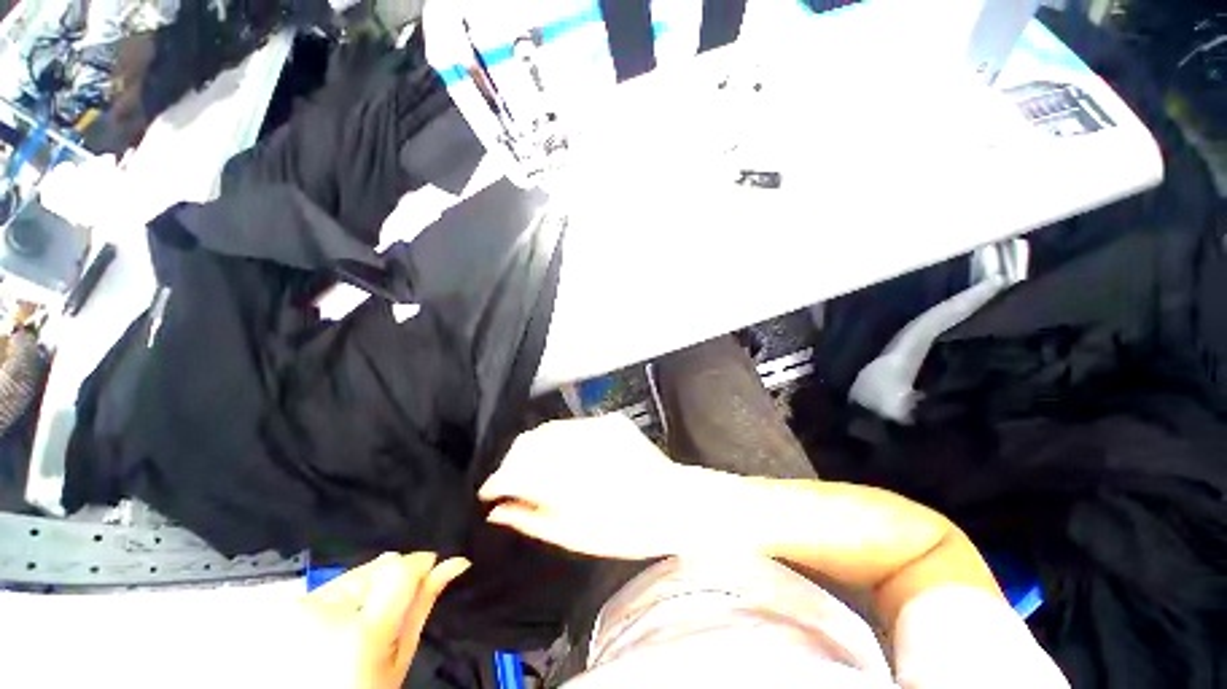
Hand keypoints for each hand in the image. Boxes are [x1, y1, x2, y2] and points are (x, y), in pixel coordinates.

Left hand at [301, 552, 468, 688]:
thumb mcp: (399, 658)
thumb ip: (422, 604)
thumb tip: (455, 562)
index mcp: (361, 633)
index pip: (401, 568)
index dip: (421, 565)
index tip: (431, 571)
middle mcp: (324, 611)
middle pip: (377, 567)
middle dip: (392, 579)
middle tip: (391, 612)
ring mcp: (298, 607)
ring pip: (355, 572)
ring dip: (369, 587)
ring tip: (362, 622)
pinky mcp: (286, 607)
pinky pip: (332, 584)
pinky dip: (344, 595)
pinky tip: (340, 622)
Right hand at [479, 415, 730, 559]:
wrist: (676, 502)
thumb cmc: (629, 531)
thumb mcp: (577, 538)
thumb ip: (533, 521)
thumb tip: (498, 511)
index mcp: (573, 482)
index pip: (518, 470)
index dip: (497, 481)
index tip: (488, 493)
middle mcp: (583, 446)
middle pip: (528, 443)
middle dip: (511, 463)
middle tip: (509, 484)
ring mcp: (598, 427)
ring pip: (546, 429)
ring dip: (531, 450)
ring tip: (532, 471)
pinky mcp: (609, 420)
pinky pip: (569, 425)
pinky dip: (555, 440)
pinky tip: (560, 457)